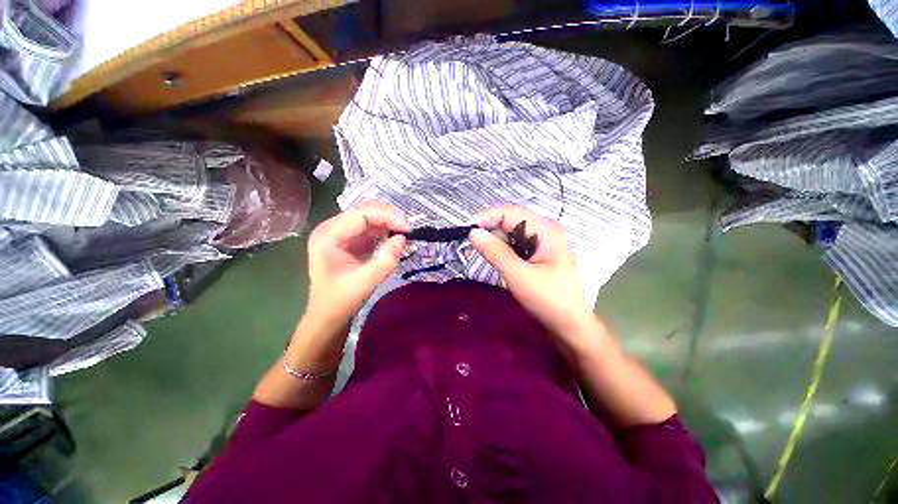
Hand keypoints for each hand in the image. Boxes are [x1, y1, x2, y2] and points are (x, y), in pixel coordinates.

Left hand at [305, 203, 408, 330]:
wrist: (325, 317)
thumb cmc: (339, 302)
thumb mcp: (364, 283)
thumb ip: (384, 260)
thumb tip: (403, 239)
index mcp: (327, 235)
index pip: (360, 214)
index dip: (386, 216)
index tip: (408, 228)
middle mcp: (329, 228)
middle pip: (362, 211)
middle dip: (388, 217)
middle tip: (409, 230)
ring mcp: (336, 233)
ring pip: (366, 217)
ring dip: (386, 223)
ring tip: (405, 234)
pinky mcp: (344, 240)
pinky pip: (366, 228)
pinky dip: (382, 231)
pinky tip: (394, 239)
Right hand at [469, 206, 594, 340]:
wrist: (571, 325)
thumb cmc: (548, 300)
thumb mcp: (519, 276)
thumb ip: (495, 252)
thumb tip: (473, 232)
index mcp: (547, 230)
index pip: (512, 212)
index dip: (487, 216)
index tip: (465, 228)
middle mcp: (548, 231)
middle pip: (514, 221)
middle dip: (492, 229)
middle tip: (470, 244)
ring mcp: (547, 245)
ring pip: (516, 235)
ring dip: (499, 242)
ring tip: (482, 253)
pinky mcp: (544, 258)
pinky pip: (521, 247)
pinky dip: (507, 251)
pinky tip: (498, 261)